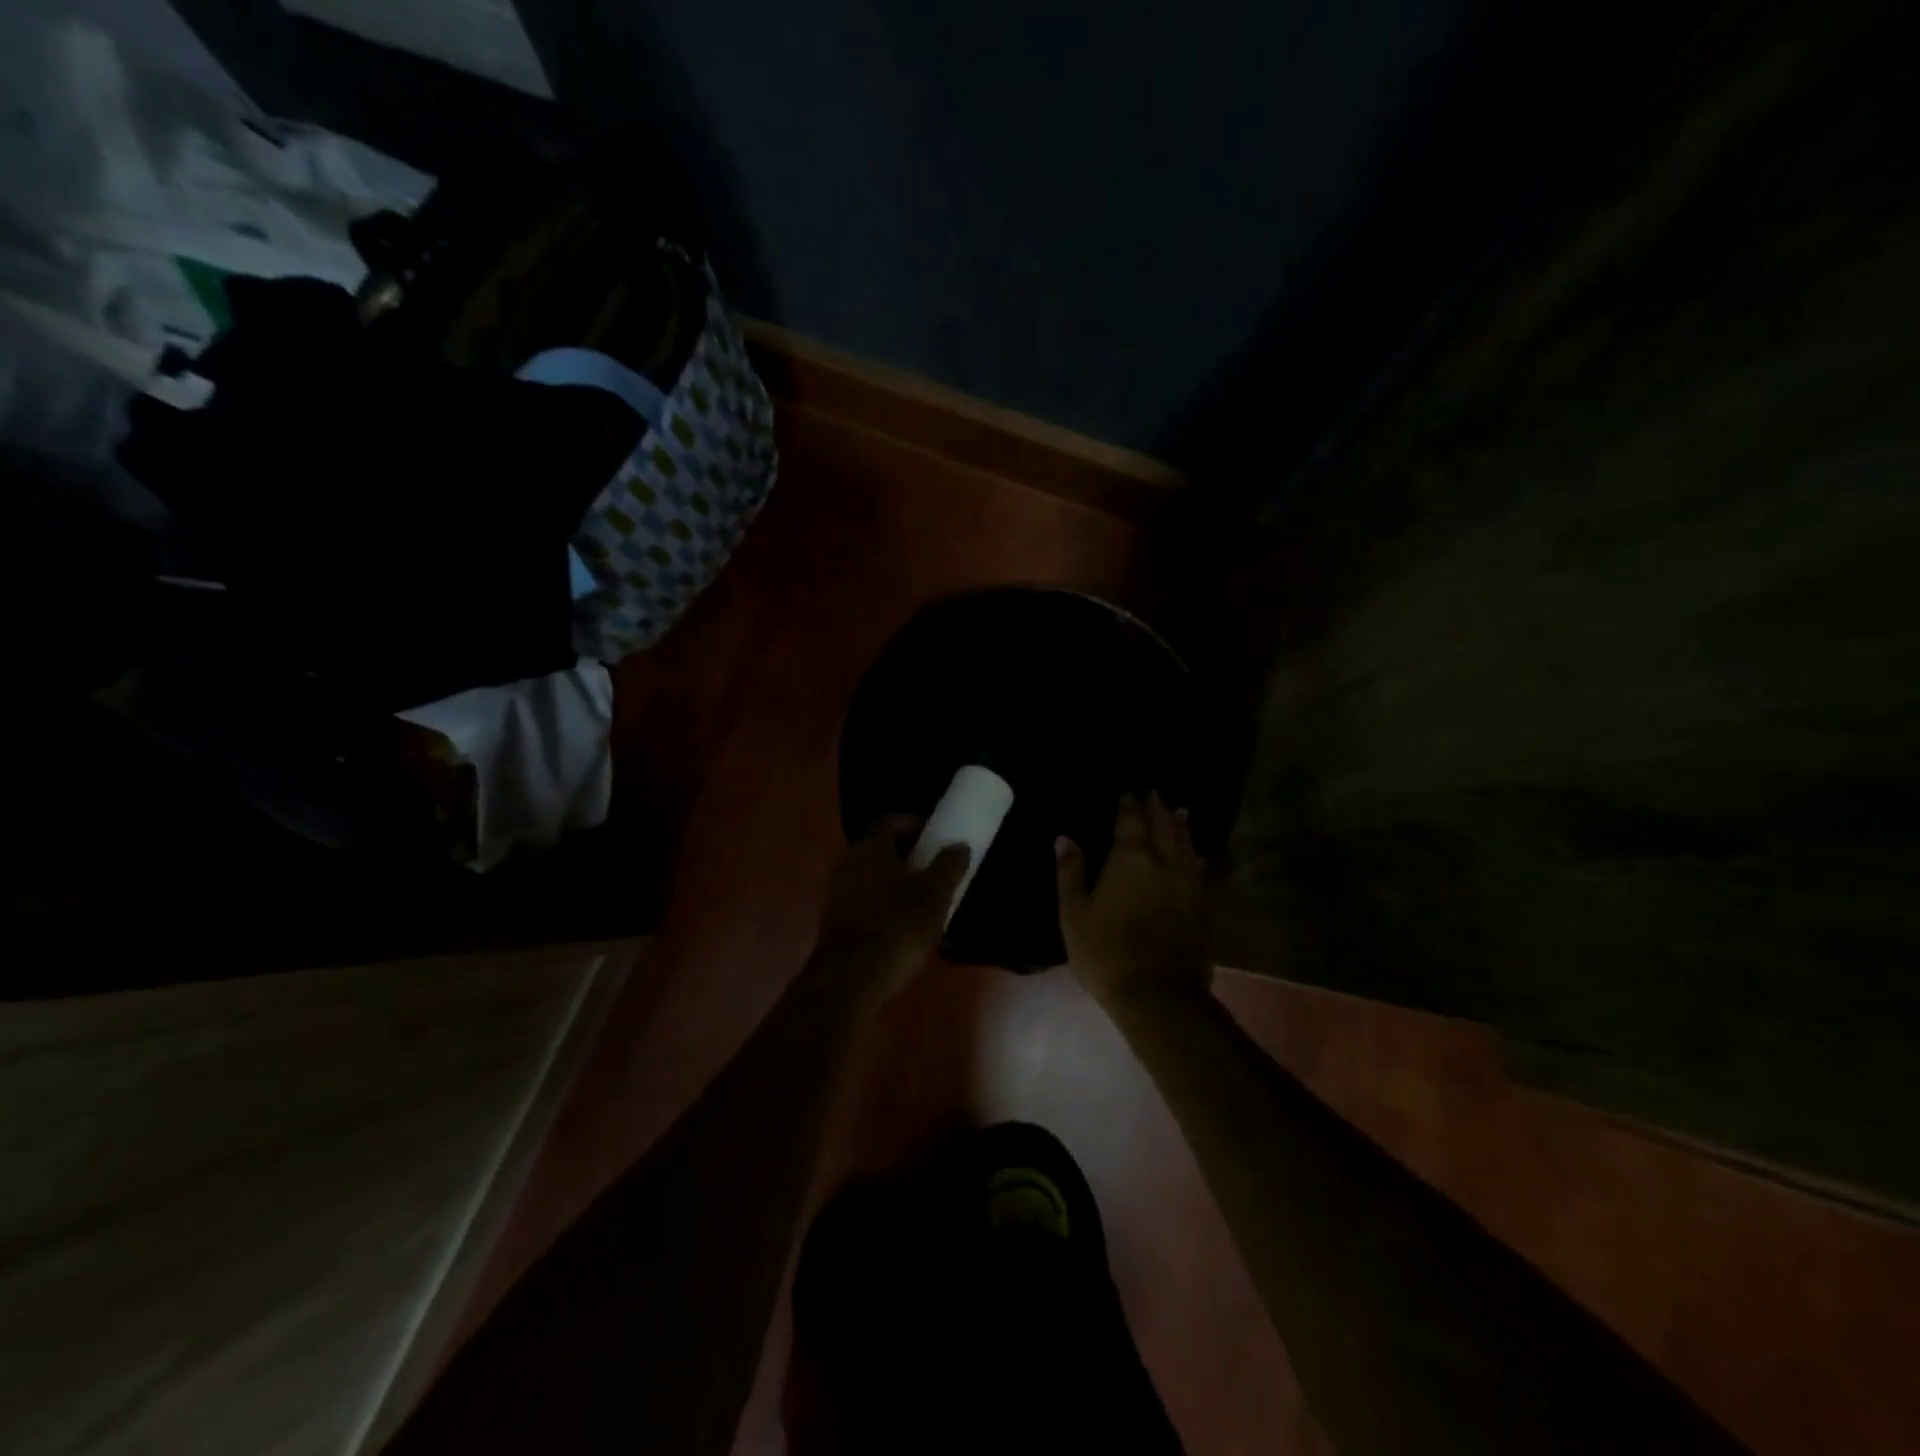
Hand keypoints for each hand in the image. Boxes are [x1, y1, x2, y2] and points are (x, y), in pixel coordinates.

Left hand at [814, 816, 969, 1008]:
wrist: (850, 979)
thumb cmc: (897, 926)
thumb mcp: (935, 895)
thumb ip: (949, 866)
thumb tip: (958, 845)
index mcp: (871, 847)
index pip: (890, 821)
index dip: (915, 824)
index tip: (936, 837)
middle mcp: (848, 862)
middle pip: (880, 848)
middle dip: (908, 855)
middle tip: (935, 869)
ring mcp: (837, 893)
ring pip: (872, 876)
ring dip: (896, 882)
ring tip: (924, 900)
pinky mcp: (835, 922)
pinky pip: (864, 901)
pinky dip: (884, 904)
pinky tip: (903, 926)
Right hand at [1057, 792, 1211, 1015]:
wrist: (1158, 995)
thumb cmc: (1106, 952)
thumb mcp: (1074, 914)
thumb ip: (1071, 872)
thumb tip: (1064, 838)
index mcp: (1130, 860)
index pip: (1131, 821)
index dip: (1130, 804)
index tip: (1129, 791)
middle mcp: (1163, 864)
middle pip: (1162, 827)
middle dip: (1157, 808)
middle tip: (1154, 792)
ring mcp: (1187, 885)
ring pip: (1185, 846)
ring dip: (1180, 827)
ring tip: (1180, 812)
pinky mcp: (1201, 907)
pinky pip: (1199, 871)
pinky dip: (1194, 856)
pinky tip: (1195, 857)